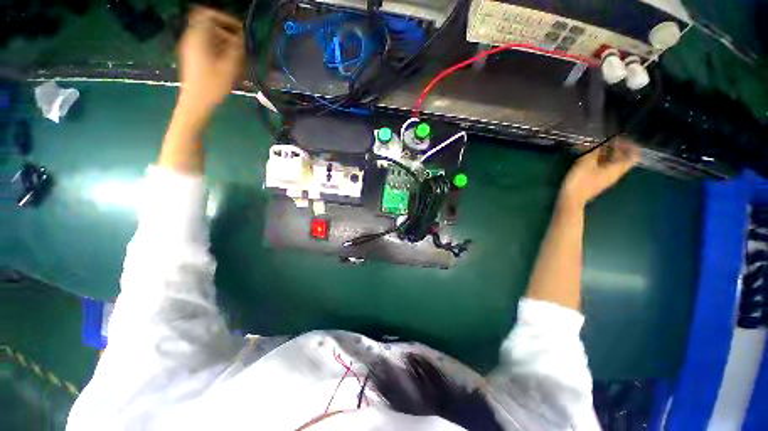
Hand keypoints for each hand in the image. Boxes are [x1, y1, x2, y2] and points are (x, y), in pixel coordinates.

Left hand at [177, 7, 243, 114]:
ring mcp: (191, 48)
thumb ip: (235, 49)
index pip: (207, 14)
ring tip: (238, 59)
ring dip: (225, 44)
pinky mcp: (193, 58)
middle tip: (241, 47)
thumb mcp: (228, 67)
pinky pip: (207, 47)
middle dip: (227, 33)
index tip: (238, 29)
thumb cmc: (212, 86)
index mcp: (197, 37)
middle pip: (209, 25)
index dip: (224, 18)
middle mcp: (192, 39)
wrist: (195, 103)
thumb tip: (241, 37)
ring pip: (209, 37)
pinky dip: (219, 51)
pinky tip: (229, 65)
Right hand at [559, 138, 638, 207]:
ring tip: (594, 148)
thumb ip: (593, 151)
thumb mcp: (586, 163)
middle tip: (605, 141)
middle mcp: (615, 174)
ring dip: (605, 154)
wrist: (572, 199)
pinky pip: (603, 168)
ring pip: (611, 163)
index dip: (629, 145)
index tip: (619, 139)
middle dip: (615, 148)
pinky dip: (599, 161)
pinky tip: (588, 158)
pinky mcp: (596, 181)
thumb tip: (597, 142)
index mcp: (616, 169)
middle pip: (622, 159)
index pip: (633, 156)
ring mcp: (605, 178)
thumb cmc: (580, 181)